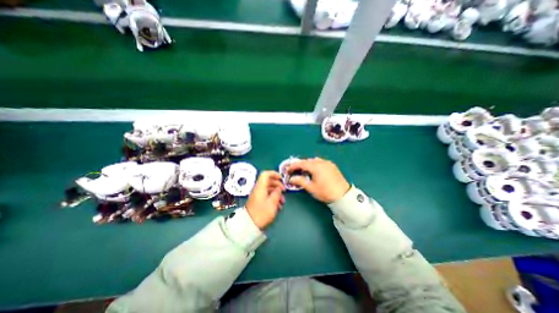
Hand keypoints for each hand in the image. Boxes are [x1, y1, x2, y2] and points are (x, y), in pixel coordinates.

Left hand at [245, 171, 284, 229]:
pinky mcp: (258, 201)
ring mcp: (258, 195)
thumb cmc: (262, 213)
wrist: (249, 225)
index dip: (274, 174)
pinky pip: (266, 195)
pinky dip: (273, 198)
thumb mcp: (272, 203)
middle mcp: (258, 189)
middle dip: (277, 184)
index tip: (281, 178)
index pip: (266, 174)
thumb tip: (279, 188)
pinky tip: (278, 206)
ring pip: (268, 189)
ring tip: (282, 201)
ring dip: (276, 193)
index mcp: (260, 187)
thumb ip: (277, 193)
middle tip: (284, 190)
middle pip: (268, 181)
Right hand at [288, 158, 347, 203]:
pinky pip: (320, 162)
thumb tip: (291, 178)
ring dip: (307, 164)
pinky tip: (314, 170)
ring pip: (314, 160)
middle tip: (294, 171)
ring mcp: (328, 163)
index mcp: (315, 166)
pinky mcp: (332, 166)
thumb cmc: (325, 192)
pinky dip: (315, 164)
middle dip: (300, 165)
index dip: (293, 166)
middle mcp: (321, 162)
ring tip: (304, 171)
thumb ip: (300, 181)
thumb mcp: (311, 188)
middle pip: (308, 161)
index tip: (288, 170)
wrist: (343, 195)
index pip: (301, 163)